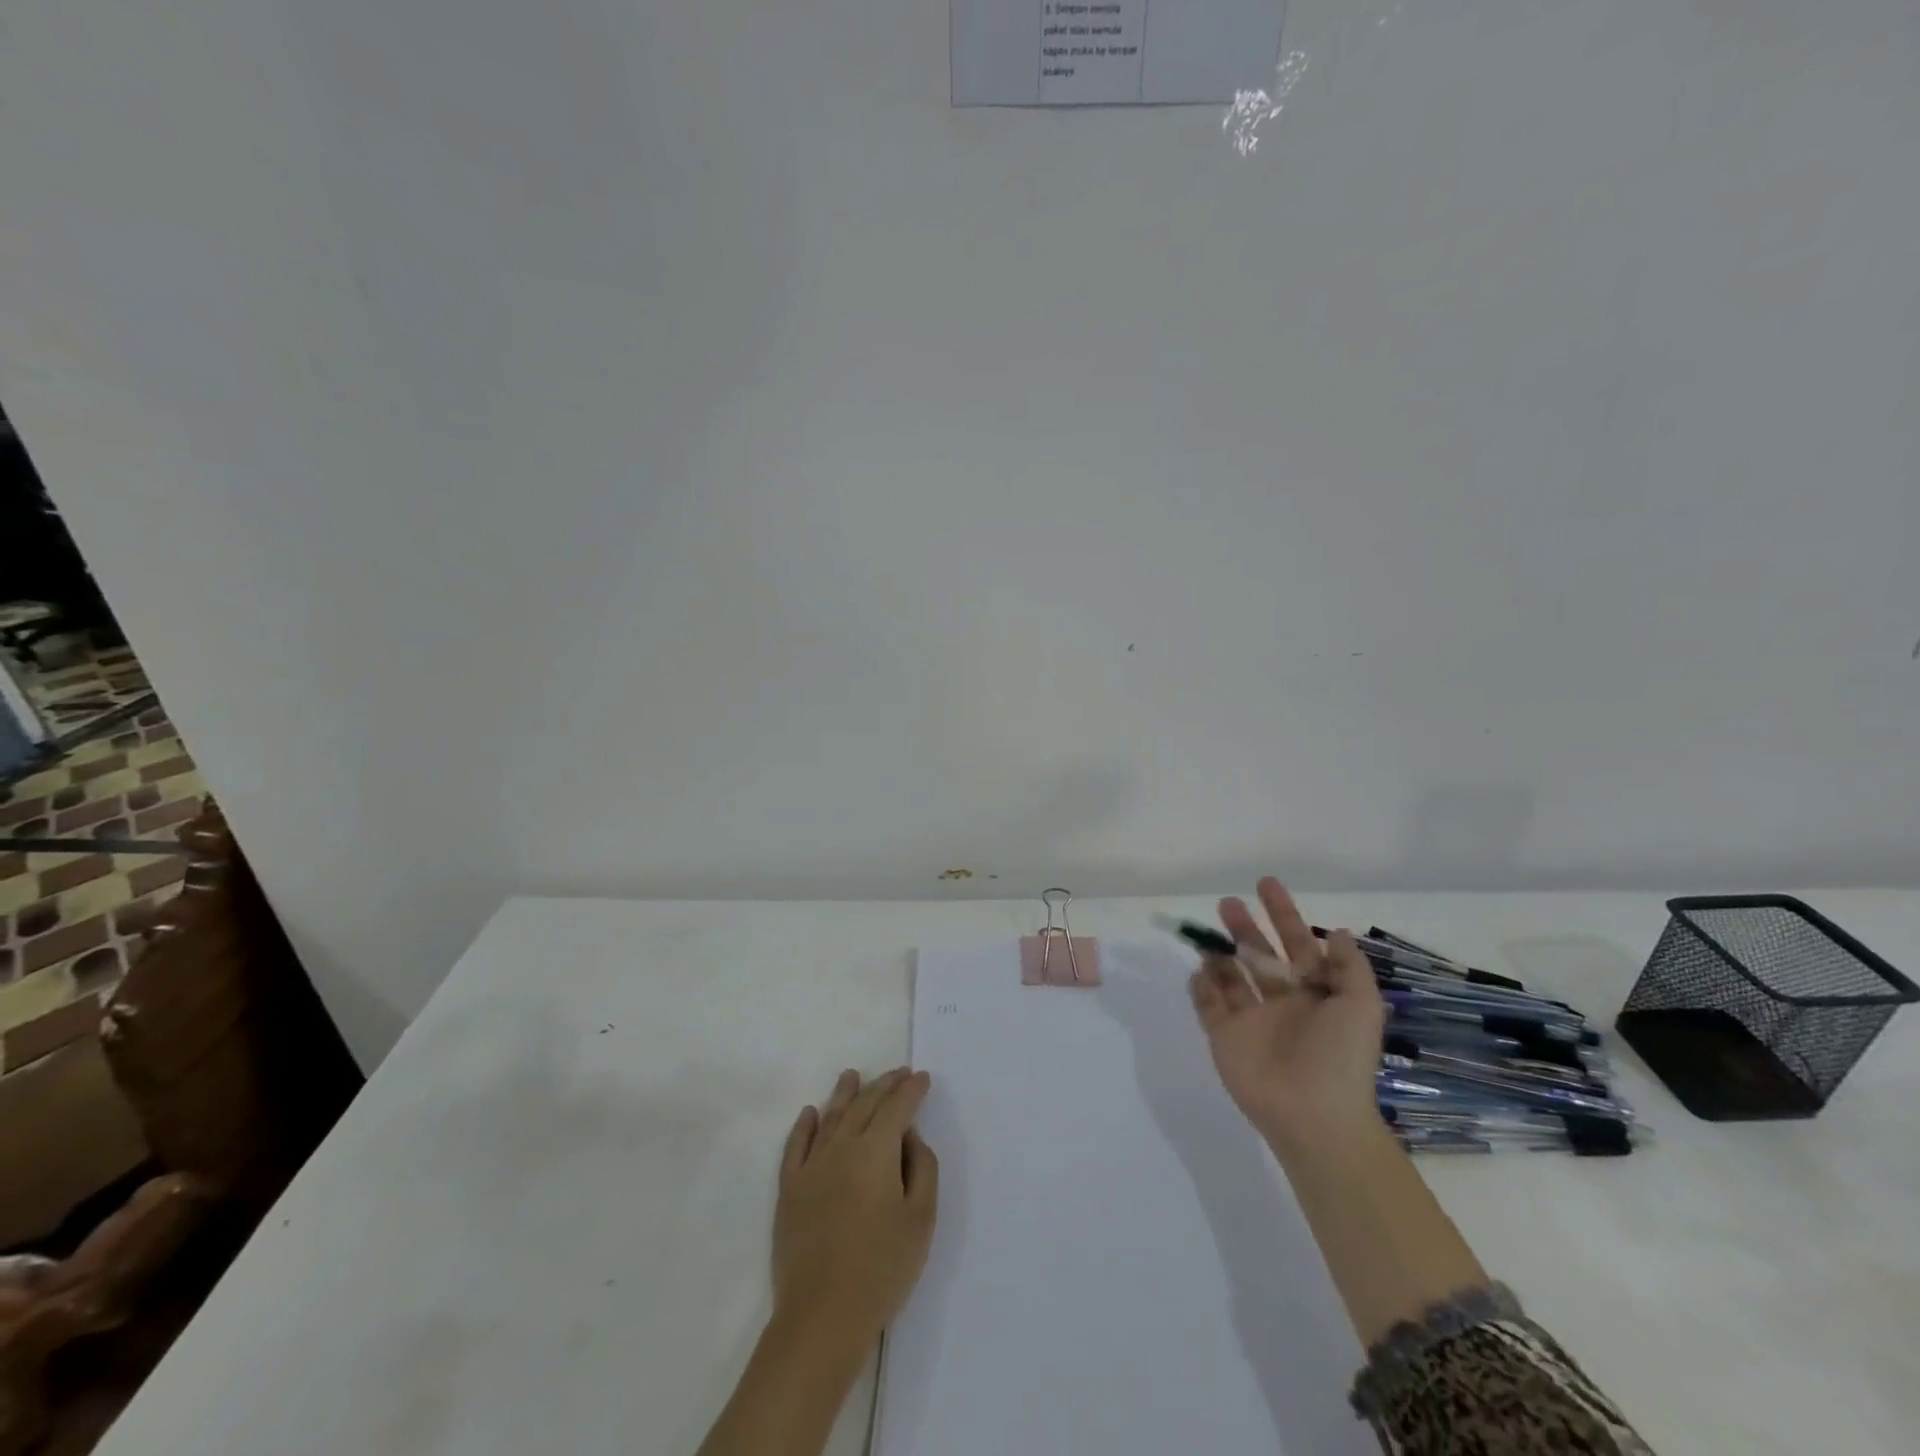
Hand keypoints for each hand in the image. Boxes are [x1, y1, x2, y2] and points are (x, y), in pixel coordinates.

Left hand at [771, 1068, 938, 1349]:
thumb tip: (910, 1137)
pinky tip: (810, 1113)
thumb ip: (922, 1168)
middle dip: (884, 1085)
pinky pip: (796, 1145)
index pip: (897, 1107)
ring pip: (830, 1116)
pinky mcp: (789, 1189)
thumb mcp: (921, 1219)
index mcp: (876, 1150)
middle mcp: (842, 1146)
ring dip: (844, 1093)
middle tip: (899, 1073)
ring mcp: (811, 1166)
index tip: (922, 1078)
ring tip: (852, 1075)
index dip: (911, 1089)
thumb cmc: (882, 1268)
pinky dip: (804, 1125)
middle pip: (865, 1104)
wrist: (822, 1316)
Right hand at [1188, 878, 1385, 1155]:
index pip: (1297, 944)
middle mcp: (1282, 1001)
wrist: (1313, 1115)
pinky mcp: (1225, 1037)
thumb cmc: (1340, 1056)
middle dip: (1244, 927)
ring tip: (1207, 933)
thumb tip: (1338, 931)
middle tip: (1227, 903)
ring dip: (1220, 952)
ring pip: (1230, 976)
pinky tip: (1198, 969)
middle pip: (1259, 955)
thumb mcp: (1361, 1005)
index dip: (1284, 914)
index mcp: (1315, 993)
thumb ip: (1350, 966)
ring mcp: (1251, 1019)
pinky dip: (1201, 986)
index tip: (1265, 884)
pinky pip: (1208, 1004)